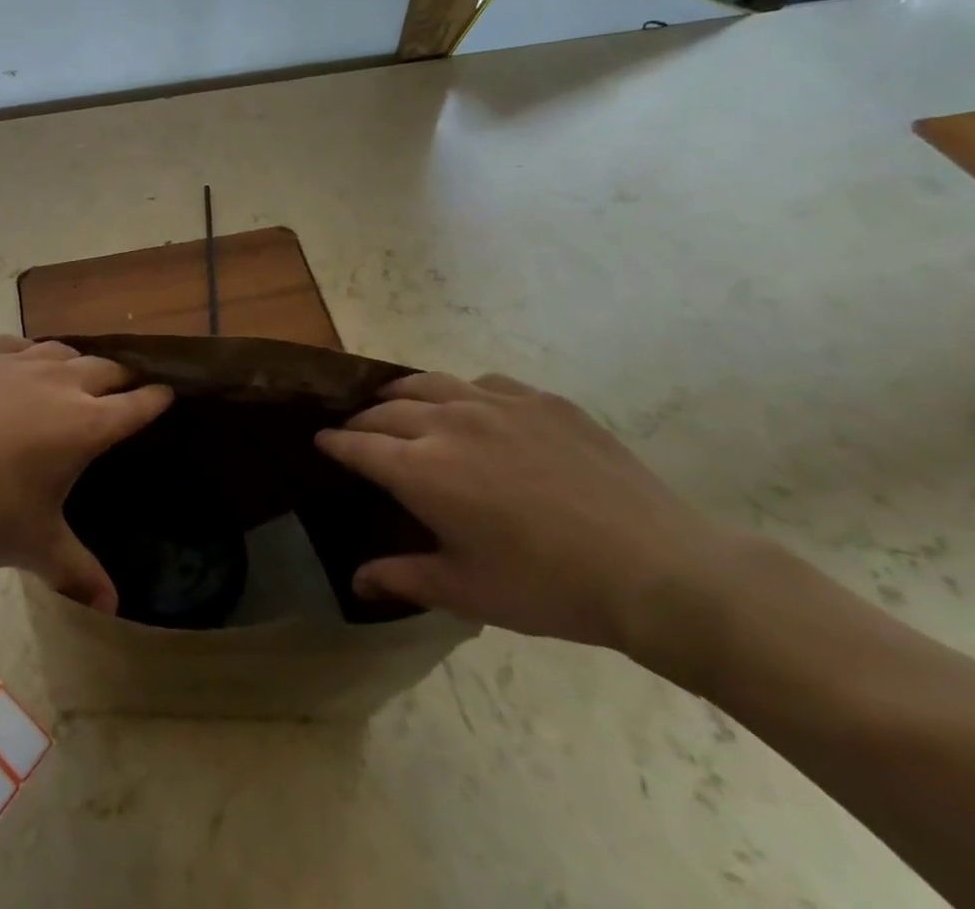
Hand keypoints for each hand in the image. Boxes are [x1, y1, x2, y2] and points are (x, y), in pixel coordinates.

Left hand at [0, 337, 171, 611]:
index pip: (137, 405)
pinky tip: (19, 364)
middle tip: (125, 389)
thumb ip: (77, 572)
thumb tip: (112, 607)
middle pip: (106, 368)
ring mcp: (17, 361)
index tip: (168, 395)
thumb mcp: (32, 546)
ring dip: (77, 362)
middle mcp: (61, 382)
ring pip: (63, 351)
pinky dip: (29, 354)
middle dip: (122, 378)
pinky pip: (17, 344)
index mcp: (85, 425)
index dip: (156, 400)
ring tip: (75, 376)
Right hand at [316, 372, 735, 652]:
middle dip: (364, 420)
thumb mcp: (469, 592)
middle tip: (357, 432)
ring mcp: (496, 402)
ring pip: (430, 382)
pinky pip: (484, 382)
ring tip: (397, 404)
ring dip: (403, 394)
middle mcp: (448, 421)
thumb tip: (356, 580)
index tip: (320, 441)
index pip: (359, 445)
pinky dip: (462, 392)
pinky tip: (473, 408)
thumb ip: (404, 578)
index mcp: (422, 469)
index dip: (335, 443)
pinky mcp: (540, 398)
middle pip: (387, 409)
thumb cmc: (550, 588)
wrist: (654, 567)